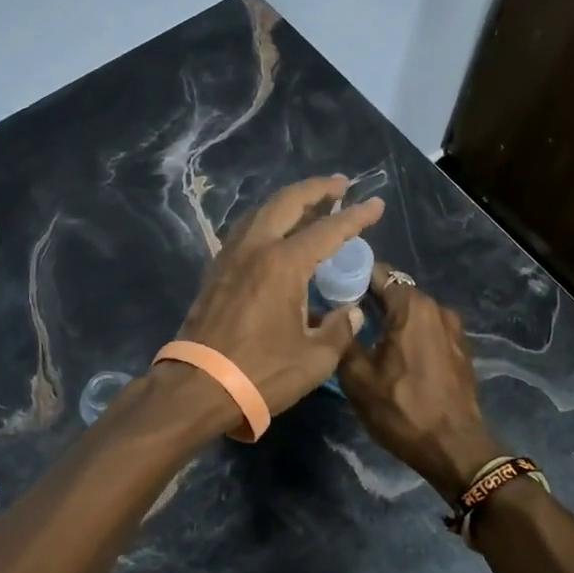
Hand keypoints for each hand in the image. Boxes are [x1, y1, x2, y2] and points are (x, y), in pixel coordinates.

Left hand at [170, 176, 384, 415]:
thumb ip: (339, 330)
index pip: (328, 230)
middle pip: (287, 202)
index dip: (356, 216)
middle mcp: (255, 249)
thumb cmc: (260, 373)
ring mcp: (230, 257)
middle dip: (316, 189)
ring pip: (261, 212)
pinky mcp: (216, 271)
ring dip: (289, 201)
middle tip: (340, 185)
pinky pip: (246, 230)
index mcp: (283, 264)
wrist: (197, 387)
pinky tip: (275, 231)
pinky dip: (267, 220)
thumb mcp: (314, 359)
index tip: (376, 204)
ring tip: (310, 202)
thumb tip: (350, 313)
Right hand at [337, 266, 504, 504]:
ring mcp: (453, 329)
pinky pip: (427, 329)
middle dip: (369, 298)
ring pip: (413, 312)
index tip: (329, 286)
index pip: (377, 273)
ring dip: (390, 318)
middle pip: (396, 291)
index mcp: (412, 307)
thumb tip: (326, 314)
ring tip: (364, 334)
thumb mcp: (358, 377)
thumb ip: (342, 338)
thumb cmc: (402, 409)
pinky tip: (392, 352)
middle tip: (340, 313)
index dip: (351, 276)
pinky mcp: (460, 349)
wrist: (455, 448)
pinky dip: (409, 333)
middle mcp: (437, 308)